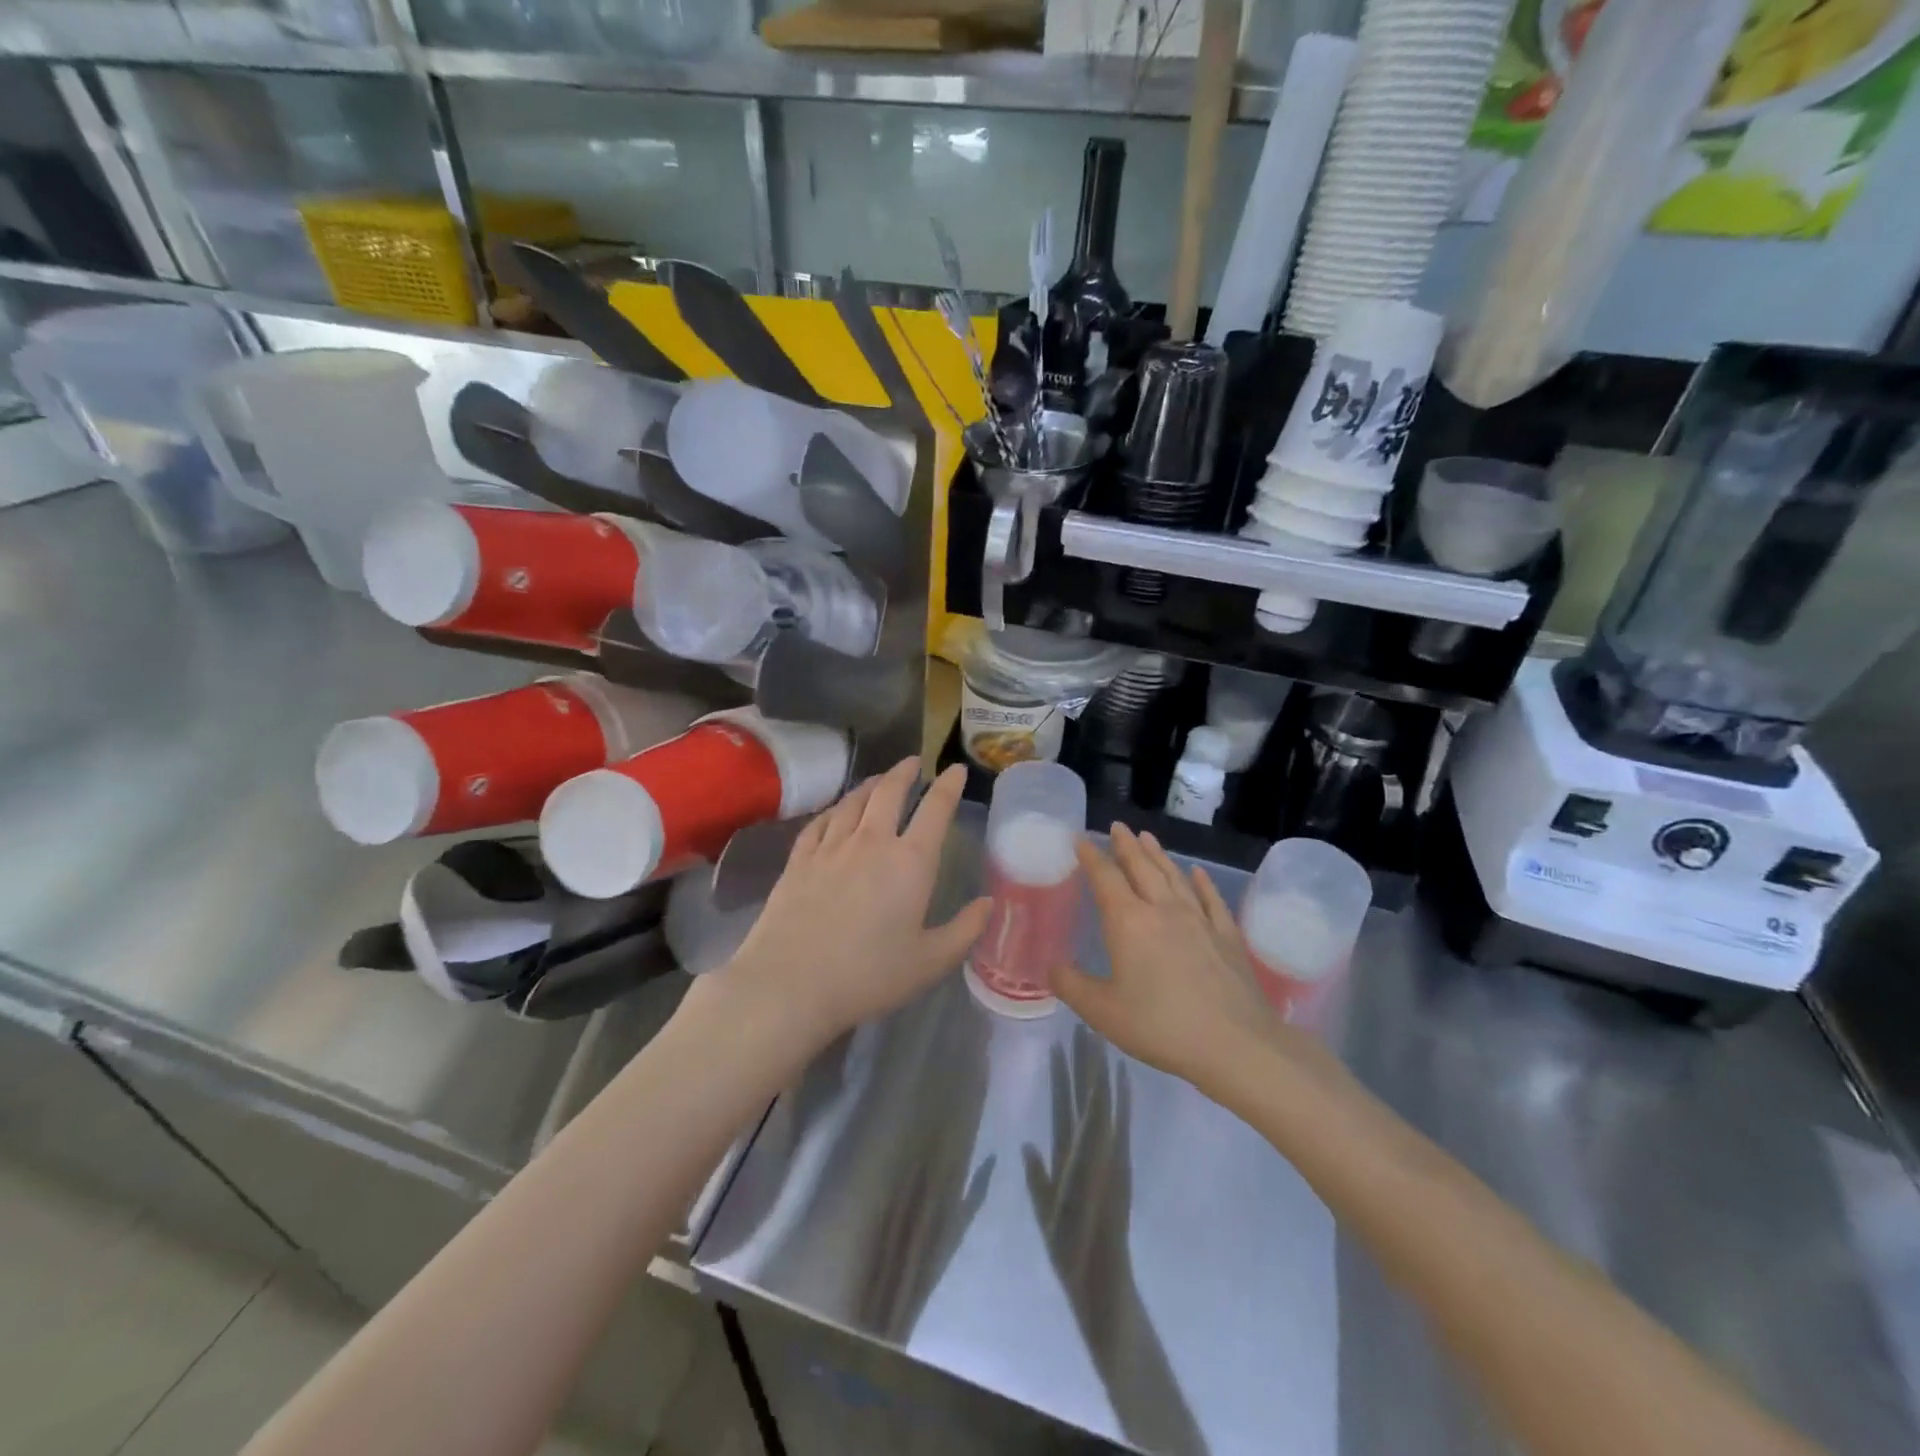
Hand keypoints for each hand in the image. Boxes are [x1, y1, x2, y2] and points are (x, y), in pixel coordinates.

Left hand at [718, 758, 989, 1048]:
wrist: (790, 982)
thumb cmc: (868, 975)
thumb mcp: (930, 961)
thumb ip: (964, 930)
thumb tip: (988, 903)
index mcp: (910, 861)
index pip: (936, 809)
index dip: (948, 785)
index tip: (955, 769)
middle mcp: (871, 841)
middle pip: (889, 792)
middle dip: (905, 772)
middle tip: (914, 762)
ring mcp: (831, 847)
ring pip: (853, 800)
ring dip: (871, 784)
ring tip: (879, 779)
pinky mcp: (799, 859)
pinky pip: (821, 821)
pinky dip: (835, 808)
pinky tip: (837, 810)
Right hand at [1054, 825, 1329, 1101]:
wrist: (1234, 1044)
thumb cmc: (1160, 1026)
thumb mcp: (1103, 1012)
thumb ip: (1072, 986)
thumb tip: (1051, 967)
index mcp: (1129, 922)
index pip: (1106, 878)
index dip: (1091, 857)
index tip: (1081, 840)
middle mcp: (1163, 910)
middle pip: (1142, 868)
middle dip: (1126, 846)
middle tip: (1117, 826)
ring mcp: (1199, 920)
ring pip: (1174, 877)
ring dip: (1159, 855)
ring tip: (1148, 837)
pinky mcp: (1227, 936)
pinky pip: (1211, 899)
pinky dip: (1201, 883)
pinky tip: (1197, 874)